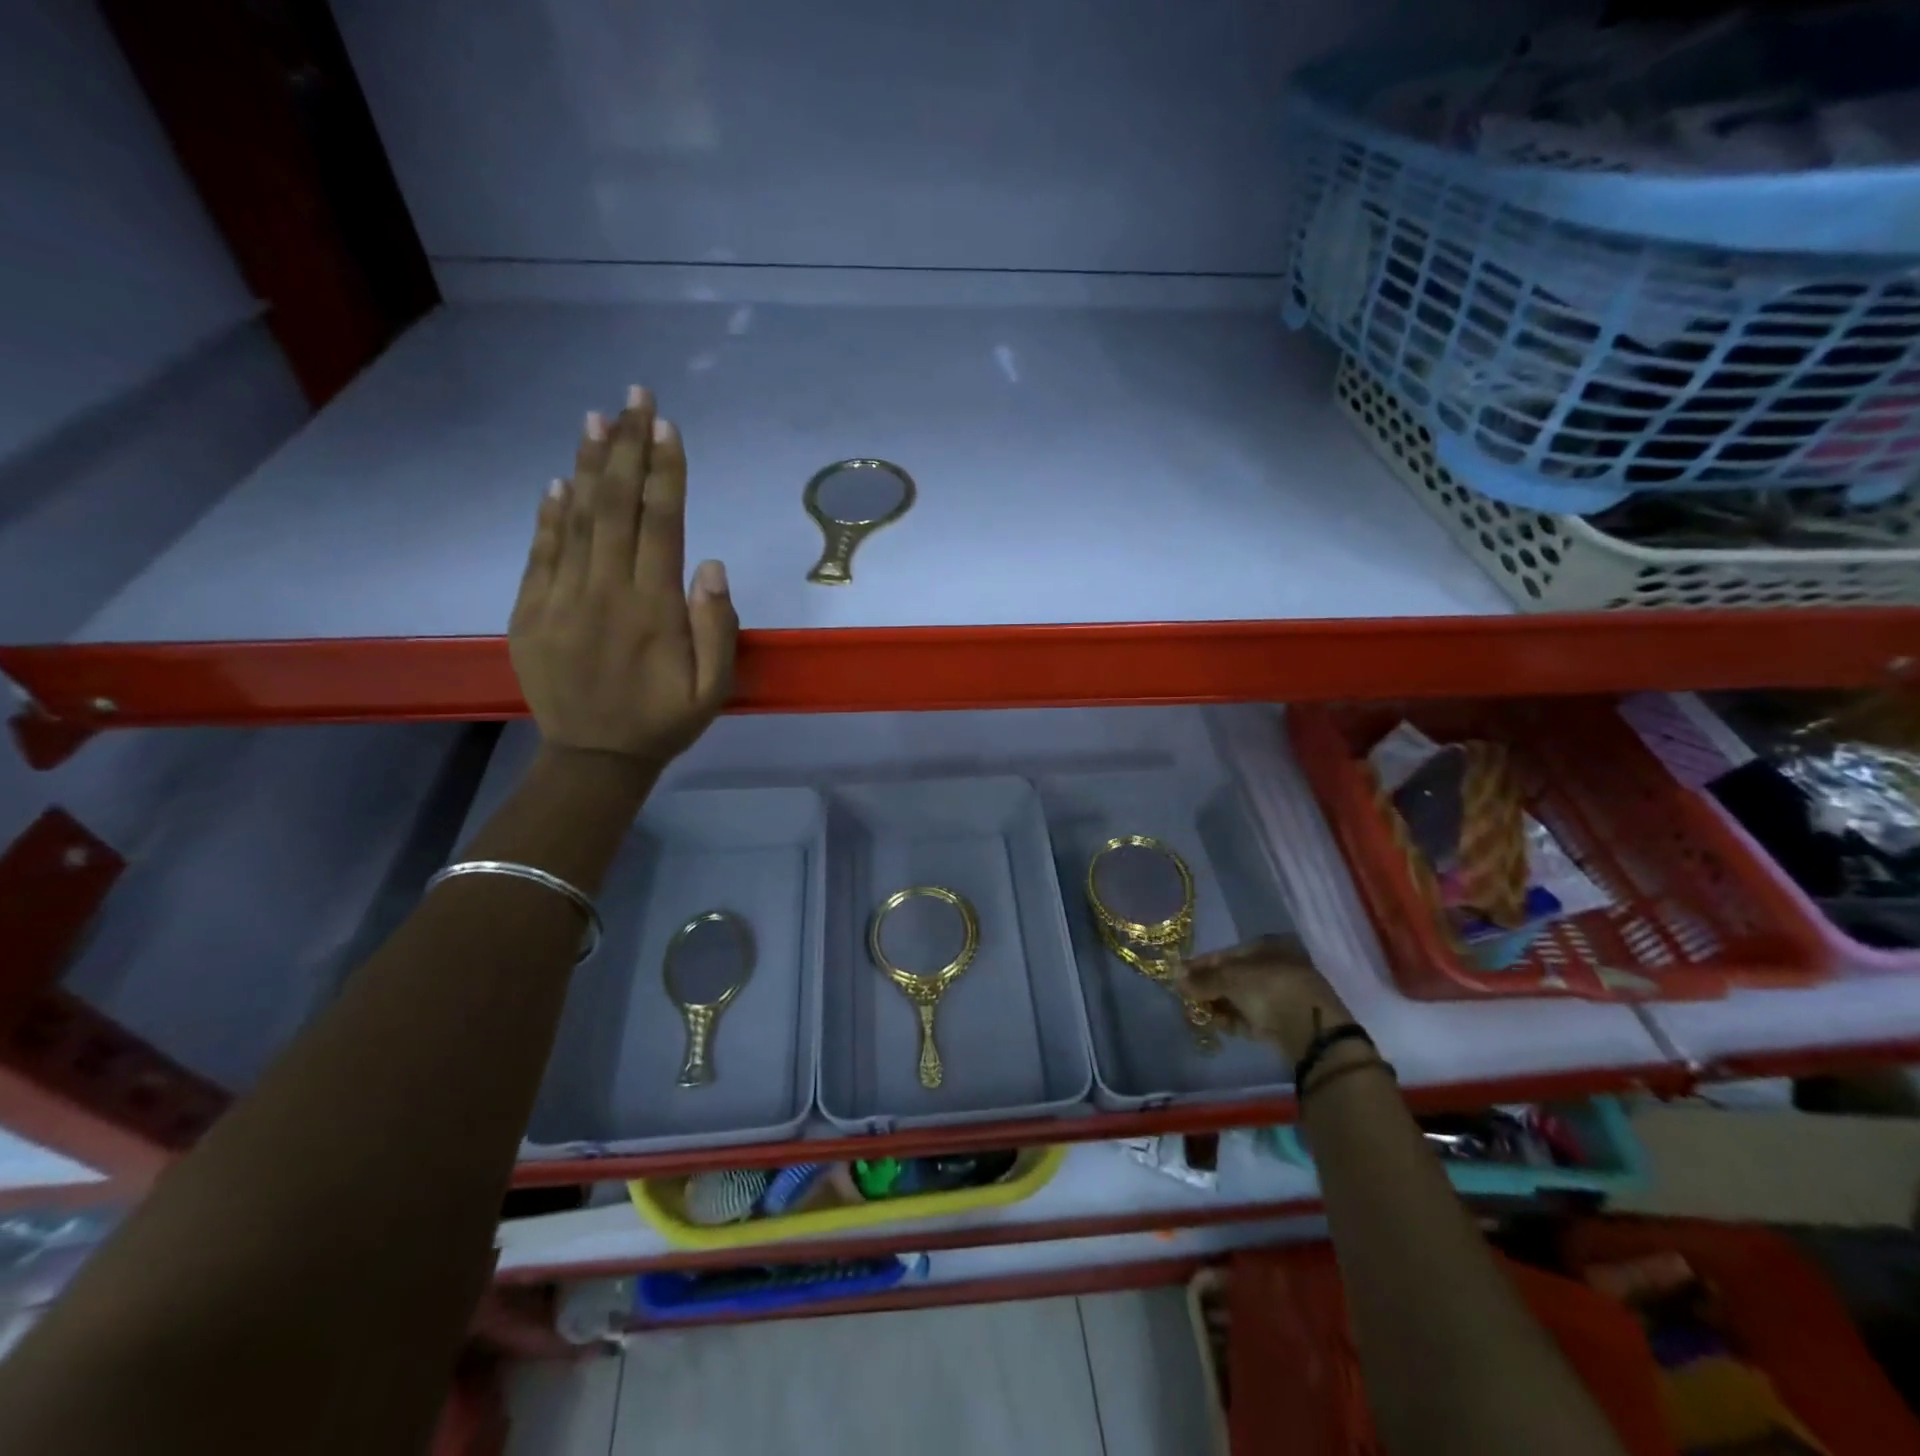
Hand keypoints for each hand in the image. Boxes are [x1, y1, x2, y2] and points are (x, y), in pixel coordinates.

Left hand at [509, 387, 736, 764]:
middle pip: (616, 506)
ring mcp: (561, 599)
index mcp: (654, 609)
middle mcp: (605, 592)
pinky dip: (549, 514)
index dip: (665, 471)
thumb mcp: (713, 688)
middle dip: (627, 447)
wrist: (594, 758)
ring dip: (587, 465)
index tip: (667, 425)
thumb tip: (711, 564)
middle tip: (635, 396)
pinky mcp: (530, 612)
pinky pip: (540, 553)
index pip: (661, 524)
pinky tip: (557, 481)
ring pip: (576, 520)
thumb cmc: (664, 721)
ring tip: (596, 418)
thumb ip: (717, 627)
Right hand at [1177, 935, 1358, 1065]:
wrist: (1311, 1030)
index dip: (1200, 965)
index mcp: (1265, 947)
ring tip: (1203, 1016)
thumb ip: (1203, 979)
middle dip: (1209, 989)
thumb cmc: (1269, 989)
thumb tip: (1176, 977)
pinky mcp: (1284, 1020)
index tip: (1179, 977)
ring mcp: (1281, 994)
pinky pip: (1252, 1016)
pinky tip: (1223, 1026)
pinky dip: (1236, 1020)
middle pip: (1232, 977)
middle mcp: (1275, 966)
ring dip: (1220, 1006)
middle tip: (1189, 1000)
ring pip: (1241, 998)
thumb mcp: (1230, 978)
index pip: (1224, 954)